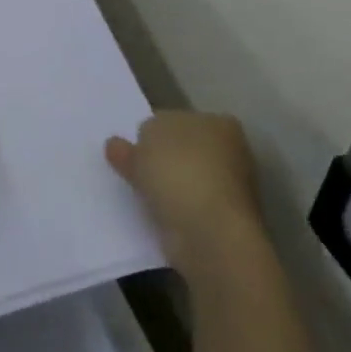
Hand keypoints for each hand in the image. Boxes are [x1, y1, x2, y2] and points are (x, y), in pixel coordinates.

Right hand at [106, 111, 263, 276]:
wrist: (208, 232)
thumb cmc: (180, 171)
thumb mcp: (144, 139)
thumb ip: (134, 138)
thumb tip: (118, 145)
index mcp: (219, 123)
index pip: (178, 119)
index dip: (153, 131)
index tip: (133, 146)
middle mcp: (232, 152)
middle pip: (183, 150)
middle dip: (161, 158)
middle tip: (130, 168)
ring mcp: (230, 189)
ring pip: (185, 179)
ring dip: (165, 185)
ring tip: (137, 193)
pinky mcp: (222, 220)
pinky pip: (186, 205)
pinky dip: (171, 208)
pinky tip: (151, 211)